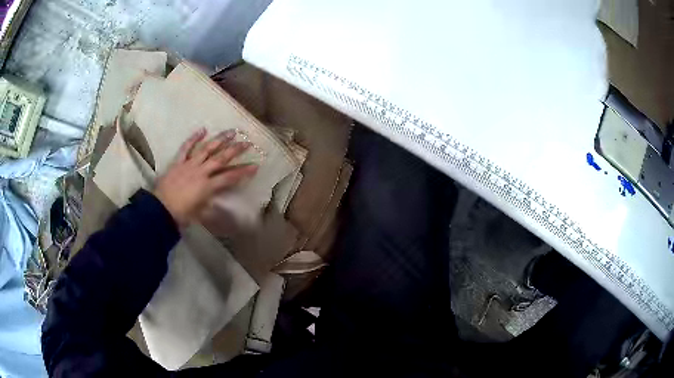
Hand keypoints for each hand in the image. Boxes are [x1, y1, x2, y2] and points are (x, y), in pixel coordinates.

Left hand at [153, 128, 257, 226]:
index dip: (243, 172)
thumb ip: (210, 205)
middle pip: (221, 158)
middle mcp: (201, 172)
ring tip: (231, 131)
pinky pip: (186, 148)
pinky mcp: (178, 162)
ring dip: (220, 139)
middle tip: (247, 143)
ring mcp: (189, 165)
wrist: (161, 210)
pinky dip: (194, 138)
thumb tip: (218, 201)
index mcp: (207, 186)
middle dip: (235, 150)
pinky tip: (203, 130)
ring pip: (207, 149)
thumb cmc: (182, 215)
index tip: (255, 166)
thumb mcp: (200, 214)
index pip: (229, 177)